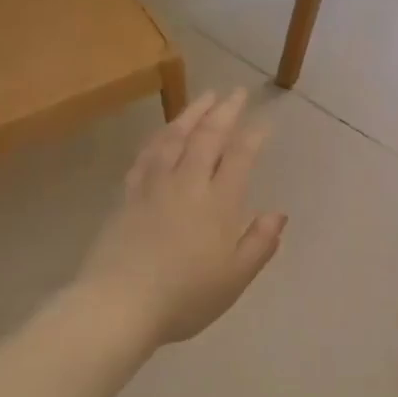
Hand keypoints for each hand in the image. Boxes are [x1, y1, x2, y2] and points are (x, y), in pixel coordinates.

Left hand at [76, 89, 287, 348]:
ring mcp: (154, 187)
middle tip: (236, 92)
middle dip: (224, 112)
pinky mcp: (128, 196)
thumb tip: (278, 214)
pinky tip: (163, 133)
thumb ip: (259, 243)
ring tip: (204, 97)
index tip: (264, 121)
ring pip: (174, 138)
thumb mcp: (235, 279)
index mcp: (219, 204)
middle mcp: (187, 185)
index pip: (240, 158)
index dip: (253, 136)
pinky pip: (146, 156)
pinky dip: (158, 138)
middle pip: (207, 138)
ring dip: (191, 114)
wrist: (119, 304)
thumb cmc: (185, 297)